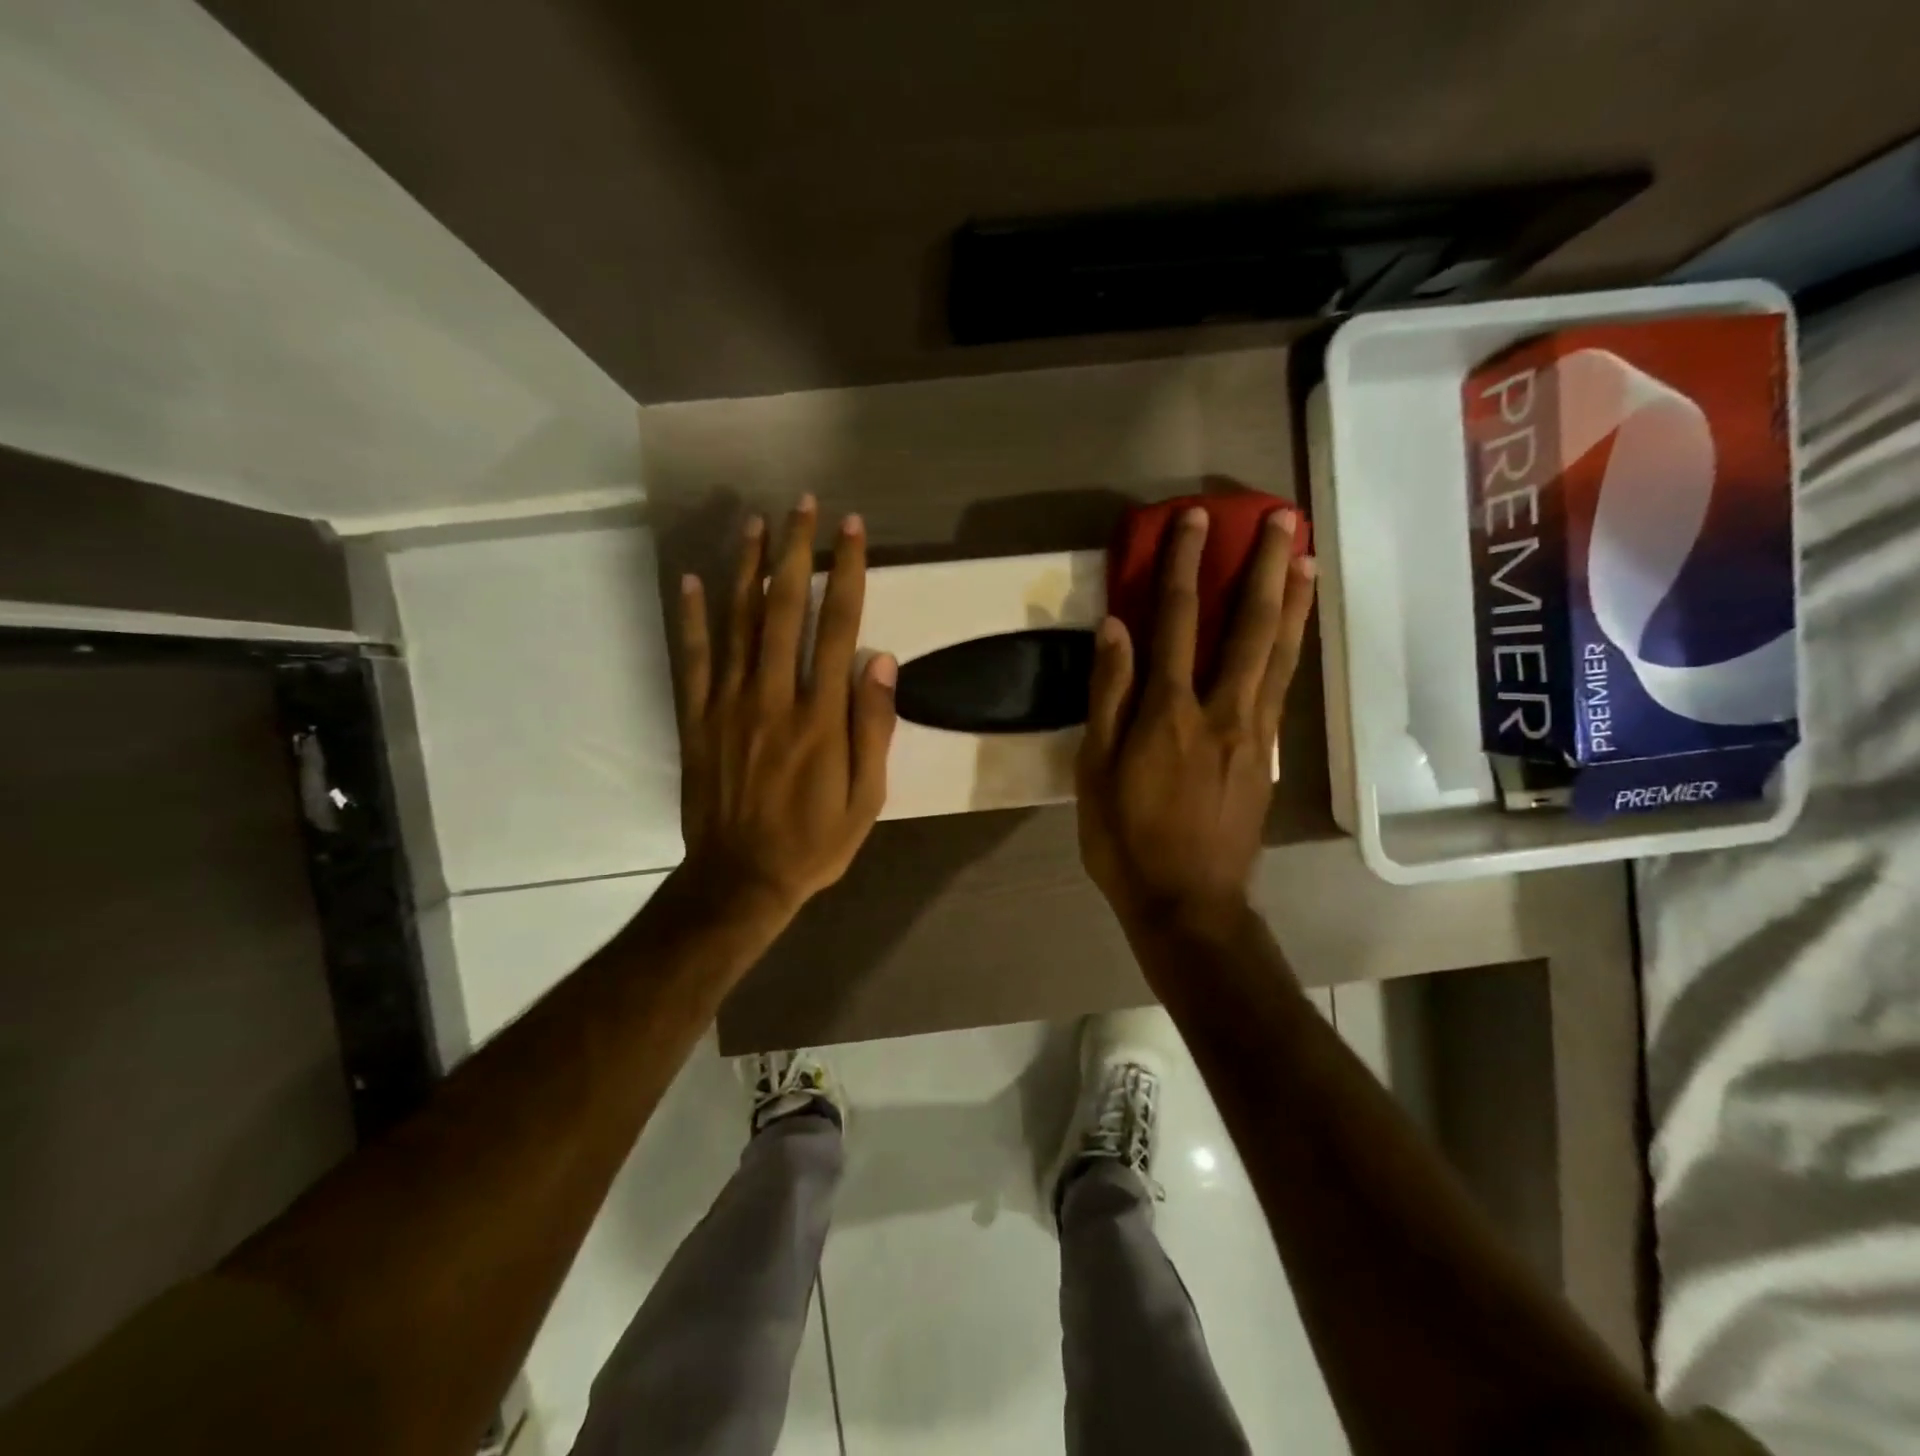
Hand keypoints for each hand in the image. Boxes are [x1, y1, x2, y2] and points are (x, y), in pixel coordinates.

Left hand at [674, 495, 897, 926]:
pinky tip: (692, 579)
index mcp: (820, 716)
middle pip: (784, 610)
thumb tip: (881, 660)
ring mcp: (728, 705)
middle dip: (795, 551)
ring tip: (754, 522)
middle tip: (802, 504)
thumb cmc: (814, 841)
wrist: (741, 880)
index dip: (847, 572)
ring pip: (736, 623)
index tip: (852, 529)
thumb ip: (874, 727)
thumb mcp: (866, 798)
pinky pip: (692, 659)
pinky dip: (691, 617)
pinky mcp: (697, 719)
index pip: (838, 627)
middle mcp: (773, 697)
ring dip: (746, 568)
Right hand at [1076, 506, 1316, 929]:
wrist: (1188, 903)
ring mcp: (1254, 733)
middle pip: (1248, 627)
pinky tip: (1299, 629)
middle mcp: (1221, 710)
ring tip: (1307, 558)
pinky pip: (1283, 687)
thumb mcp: (1096, 771)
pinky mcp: (1268, 755)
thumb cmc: (1126, 840)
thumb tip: (1115, 628)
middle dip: (1263, 568)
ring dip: (1294, 601)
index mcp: (1169, 713)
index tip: (1195, 521)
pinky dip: (1294, 649)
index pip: (1178, 621)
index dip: (1186, 566)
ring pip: (1280, 654)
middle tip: (1281, 519)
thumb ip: (1108, 696)